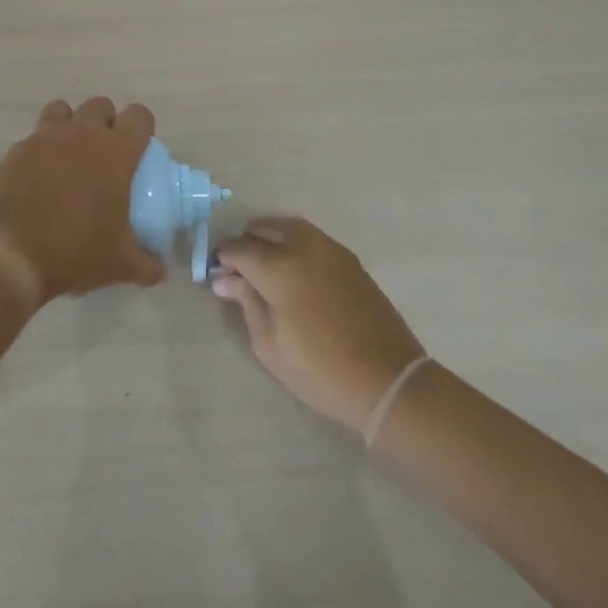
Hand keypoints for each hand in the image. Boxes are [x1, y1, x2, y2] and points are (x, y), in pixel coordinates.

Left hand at [0, 97, 166, 302]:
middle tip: (104, 155)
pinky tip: (39, 178)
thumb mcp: (119, 265)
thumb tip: (162, 271)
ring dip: (70, 125)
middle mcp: (81, 134)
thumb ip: (147, 265)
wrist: (10, 254)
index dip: (142, 128)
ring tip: (69, 156)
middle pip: (100, 105)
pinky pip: (35, 137)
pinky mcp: (17, 150)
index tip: (139, 150)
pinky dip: (41, 149)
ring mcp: (45, 138)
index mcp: (115, 152)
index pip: (139, 116)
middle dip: (106, 122)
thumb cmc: (74, 252)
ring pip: (63, 110)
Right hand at [211, 218, 422, 431]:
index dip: (223, 259)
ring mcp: (329, 248)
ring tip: (266, 267)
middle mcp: (302, 247)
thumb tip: (225, 280)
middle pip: (261, 228)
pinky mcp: (348, 257)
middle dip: (245, 245)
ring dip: (269, 238)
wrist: (388, 381)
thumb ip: (246, 304)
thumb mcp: (270, 345)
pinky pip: (310, 236)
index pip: (239, 249)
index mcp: (279, 268)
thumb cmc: (321, 371)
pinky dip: (293, 242)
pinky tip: (293, 269)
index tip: (218, 275)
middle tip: (241, 273)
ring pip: (286, 226)